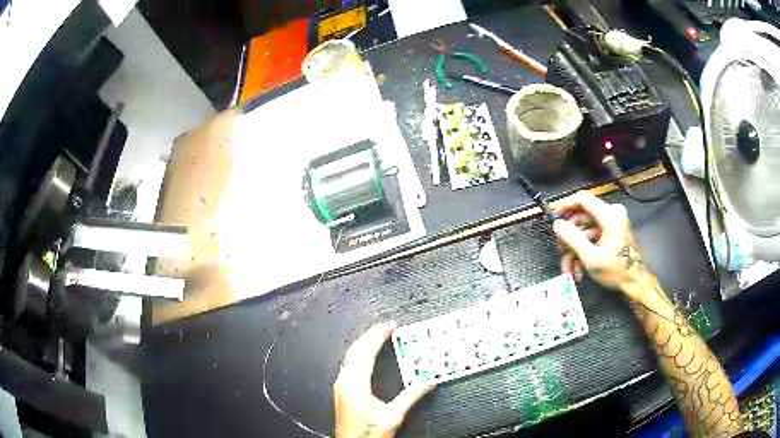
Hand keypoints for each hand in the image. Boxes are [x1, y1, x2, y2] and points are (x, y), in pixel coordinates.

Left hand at [334, 322, 434, 437]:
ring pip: (350, 357)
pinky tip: (366, 356)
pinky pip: (349, 364)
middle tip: (386, 328)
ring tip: (378, 337)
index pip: (366, 352)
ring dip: (364, 344)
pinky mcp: (342, 391)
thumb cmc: (368, 433)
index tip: (389, 327)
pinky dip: (360, 354)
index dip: (377, 336)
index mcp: (356, 384)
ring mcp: (341, 386)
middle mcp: (345, 381)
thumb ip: (411, 397)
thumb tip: (428, 382)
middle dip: (370, 336)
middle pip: (355, 351)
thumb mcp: (393, 416)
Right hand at [552, 191, 647, 300]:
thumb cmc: (616, 271)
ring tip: (569, 269)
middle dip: (570, 238)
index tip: (553, 216)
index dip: (566, 205)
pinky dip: (584, 250)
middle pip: (582, 217)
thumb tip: (556, 224)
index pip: (583, 199)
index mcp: (610, 215)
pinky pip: (593, 236)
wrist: (636, 283)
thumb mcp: (591, 257)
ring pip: (585, 230)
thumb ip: (573, 238)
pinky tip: (579, 268)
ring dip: (575, 249)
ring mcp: (613, 222)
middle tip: (561, 253)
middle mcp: (612, 213)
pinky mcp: (613, 231)